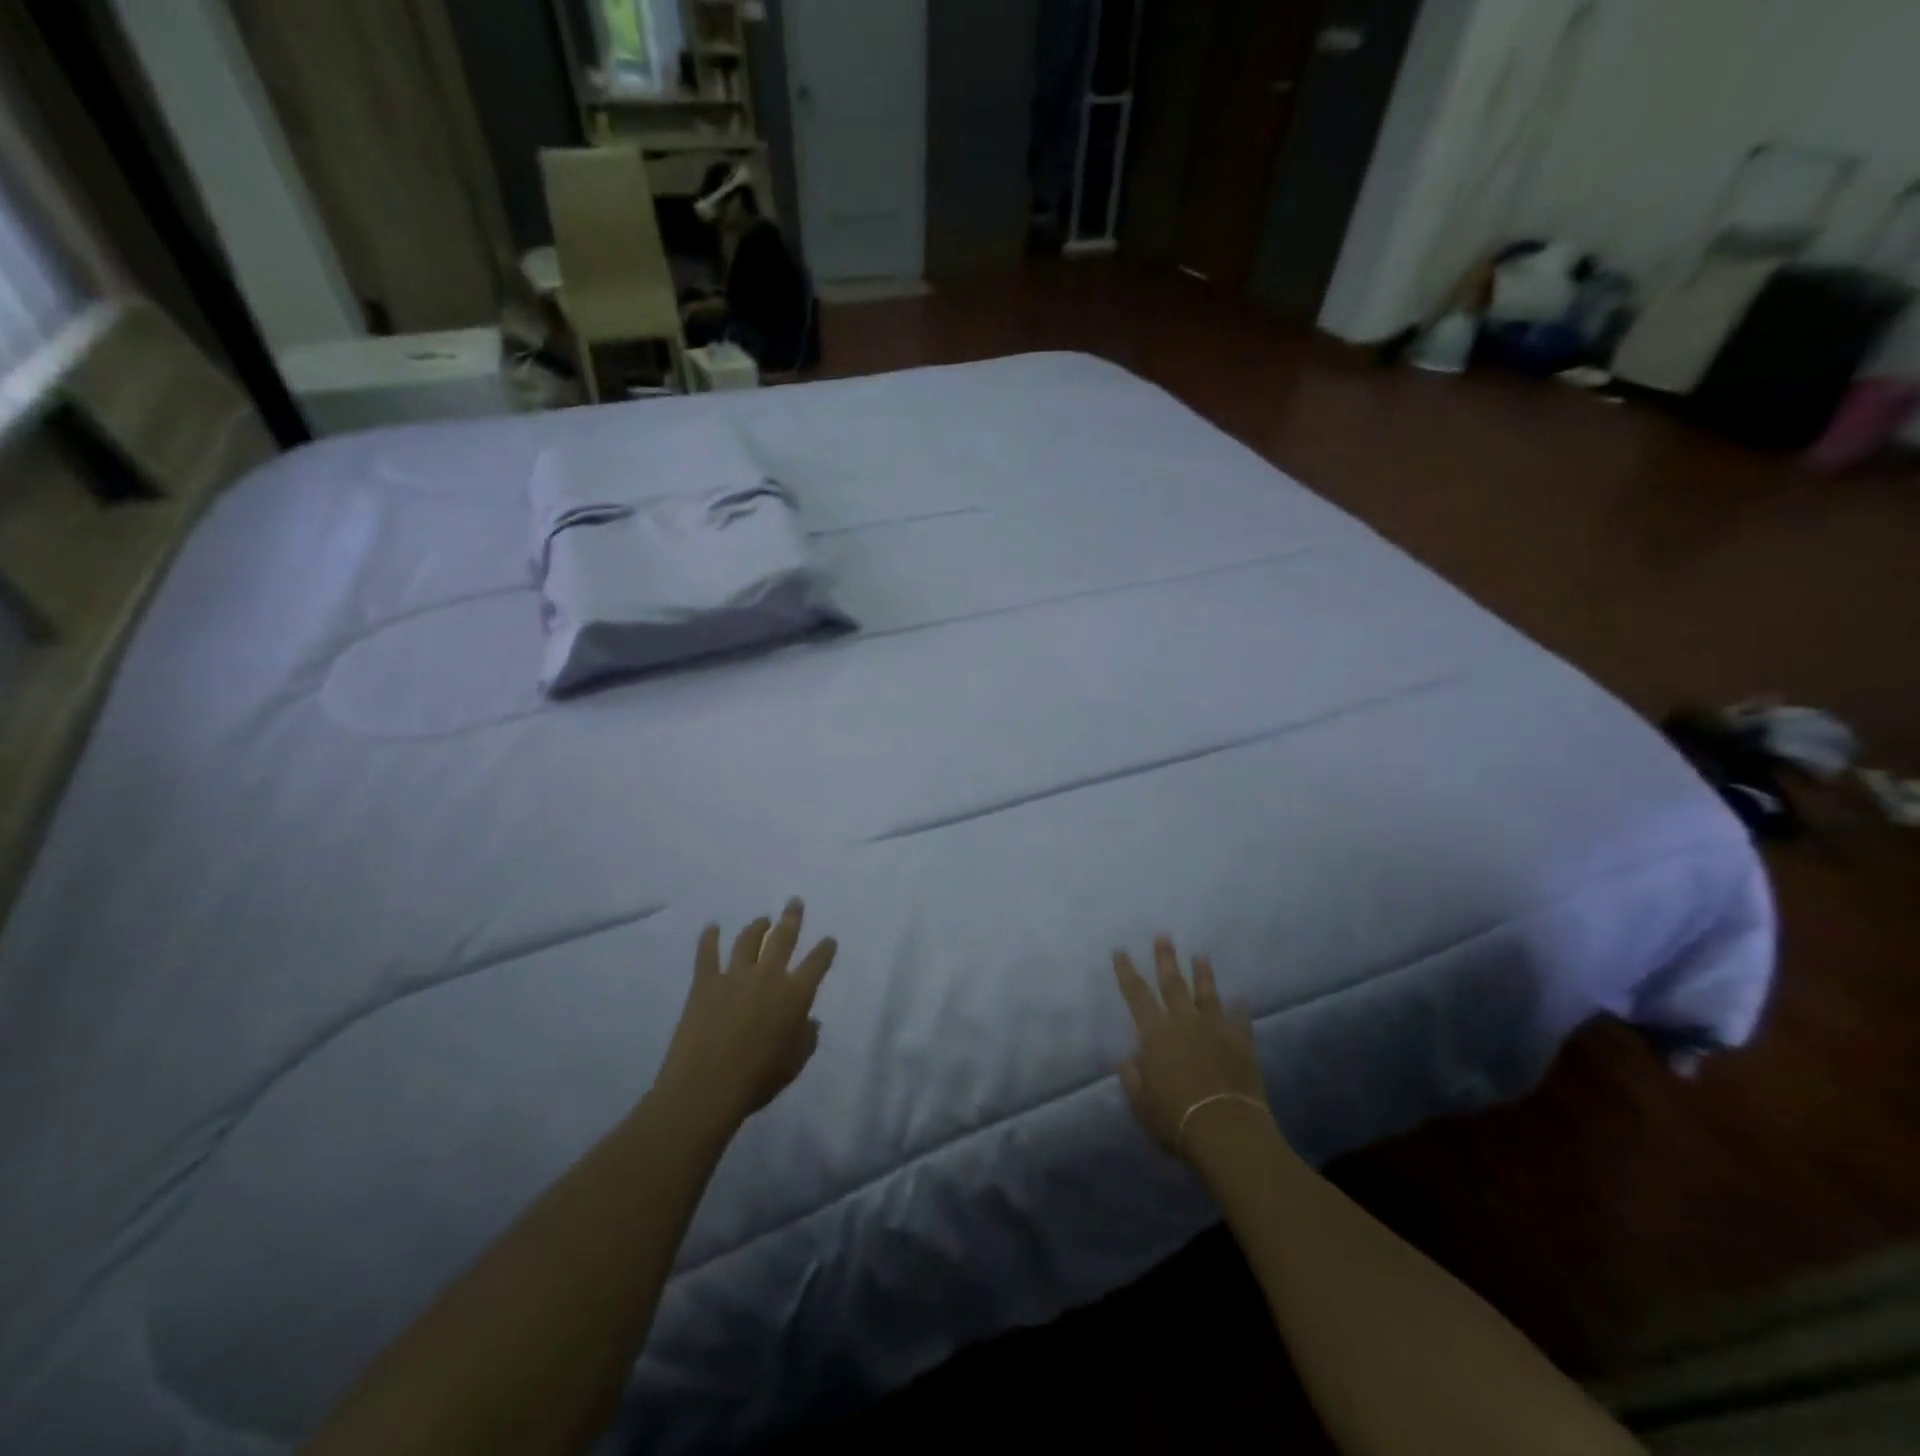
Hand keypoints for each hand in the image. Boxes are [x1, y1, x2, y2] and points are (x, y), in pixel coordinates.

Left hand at [651, 900, 837, 1133]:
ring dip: (757, 927)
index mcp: (796, 994)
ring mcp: (734, 975)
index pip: (817, 963)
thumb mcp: (795, 1063)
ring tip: (762, 920)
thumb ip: (807, 1038)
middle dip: (792, 918)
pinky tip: (712, 927)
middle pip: (783, 937)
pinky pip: (707, 953)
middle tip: (795, 903)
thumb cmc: (758, 1078)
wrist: (706, 1087)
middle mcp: (768, 975)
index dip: (825, 950)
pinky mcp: (705, 983)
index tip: (829, 940)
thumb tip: (810, 1021)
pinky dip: (709, 938)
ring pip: (748, 940)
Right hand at [1113, 936, 1272, 1161]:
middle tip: (1164, 935)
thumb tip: (1129, 1060)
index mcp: (1155, 1034)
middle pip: (1172, 984)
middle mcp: (1183, 1023)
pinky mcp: (1241, 1044)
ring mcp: (1215, 1030)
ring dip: (1203, 974)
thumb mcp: (1141, 1103)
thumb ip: (1132, 1079)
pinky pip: (1239, 1020)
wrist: (1225, 1129)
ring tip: (1201, 955)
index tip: (1120, 950)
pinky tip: (1241, 998)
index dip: (1126, 971)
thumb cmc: (1175, 1118)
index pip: (1136, 995)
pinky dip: (1240, 1008)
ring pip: (1207, 994)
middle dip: (1166, 958)